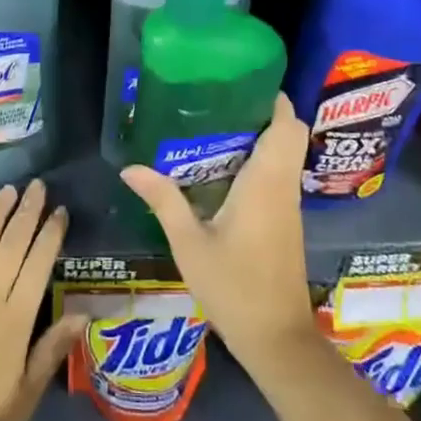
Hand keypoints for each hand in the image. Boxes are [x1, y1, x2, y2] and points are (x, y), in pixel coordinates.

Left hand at [0, 180, 79, 420]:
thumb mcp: (25, 398)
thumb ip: (50, 352)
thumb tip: (81, 314)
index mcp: (14, 322)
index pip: (37, 266)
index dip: (50, 235)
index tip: (60, 211)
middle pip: (10, 247)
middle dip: (26, 213)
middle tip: (38, 186)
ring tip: (7, 190)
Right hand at [120, 94, 318, 371]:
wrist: (276, 340)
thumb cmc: (234, 287)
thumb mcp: (189, 243)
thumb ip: (163, 200)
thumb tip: (130, 168)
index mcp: (266, 183)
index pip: (288, 126)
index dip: (274, 99)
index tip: (243, 81)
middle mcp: (283, 187)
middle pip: (290, 134)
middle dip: (264, 112)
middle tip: (221, 101)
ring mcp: (288, 206)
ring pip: (285, 155)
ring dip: (261, 136)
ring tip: (215, 125)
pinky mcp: (285, 222)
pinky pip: (278, 175)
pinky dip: (260, 161)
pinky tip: (223, 168)